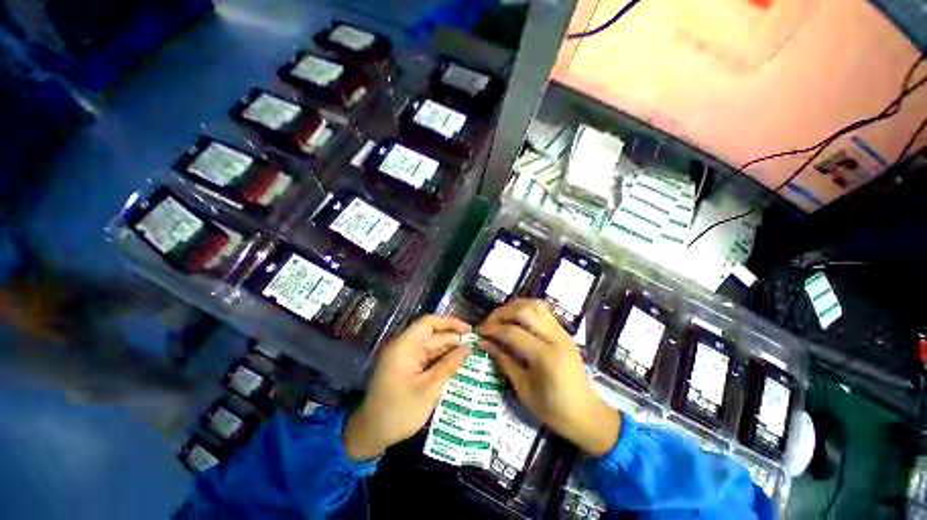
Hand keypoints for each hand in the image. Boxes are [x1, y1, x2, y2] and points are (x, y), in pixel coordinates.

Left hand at [343, 315, 471, 459]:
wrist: (371, 434)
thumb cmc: (399, 411)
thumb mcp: (428, 389)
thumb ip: (449, 365)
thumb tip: (468, 348)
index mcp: (404, 346)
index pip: (429, 322)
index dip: (450, 322)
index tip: (469, 330)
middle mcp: (404, 346)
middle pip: (432, 335)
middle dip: (453, 339)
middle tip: (475, 346)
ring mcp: (405, 357)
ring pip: (432, 346)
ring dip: (449, 350)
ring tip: (470, 355)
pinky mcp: (407, 367)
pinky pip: (427, 357)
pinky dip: (441, 360)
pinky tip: (456, 364)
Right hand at [478, 299, 619, 455]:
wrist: (587, 415)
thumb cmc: (554, 410)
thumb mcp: (524, 390)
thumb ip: (504, 361)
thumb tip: (484, 342)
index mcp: (547, 357)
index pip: (513, 332)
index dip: (493, 329)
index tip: (479, 332)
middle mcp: (556, 338)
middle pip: (525, 310)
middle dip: (502, 313)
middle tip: (489, 323)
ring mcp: (562, 332)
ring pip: (536, 305)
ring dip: (514, 307)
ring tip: (501, 319)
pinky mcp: (564, 332)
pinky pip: (543, 311)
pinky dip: (526, 309)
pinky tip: (516, 320)